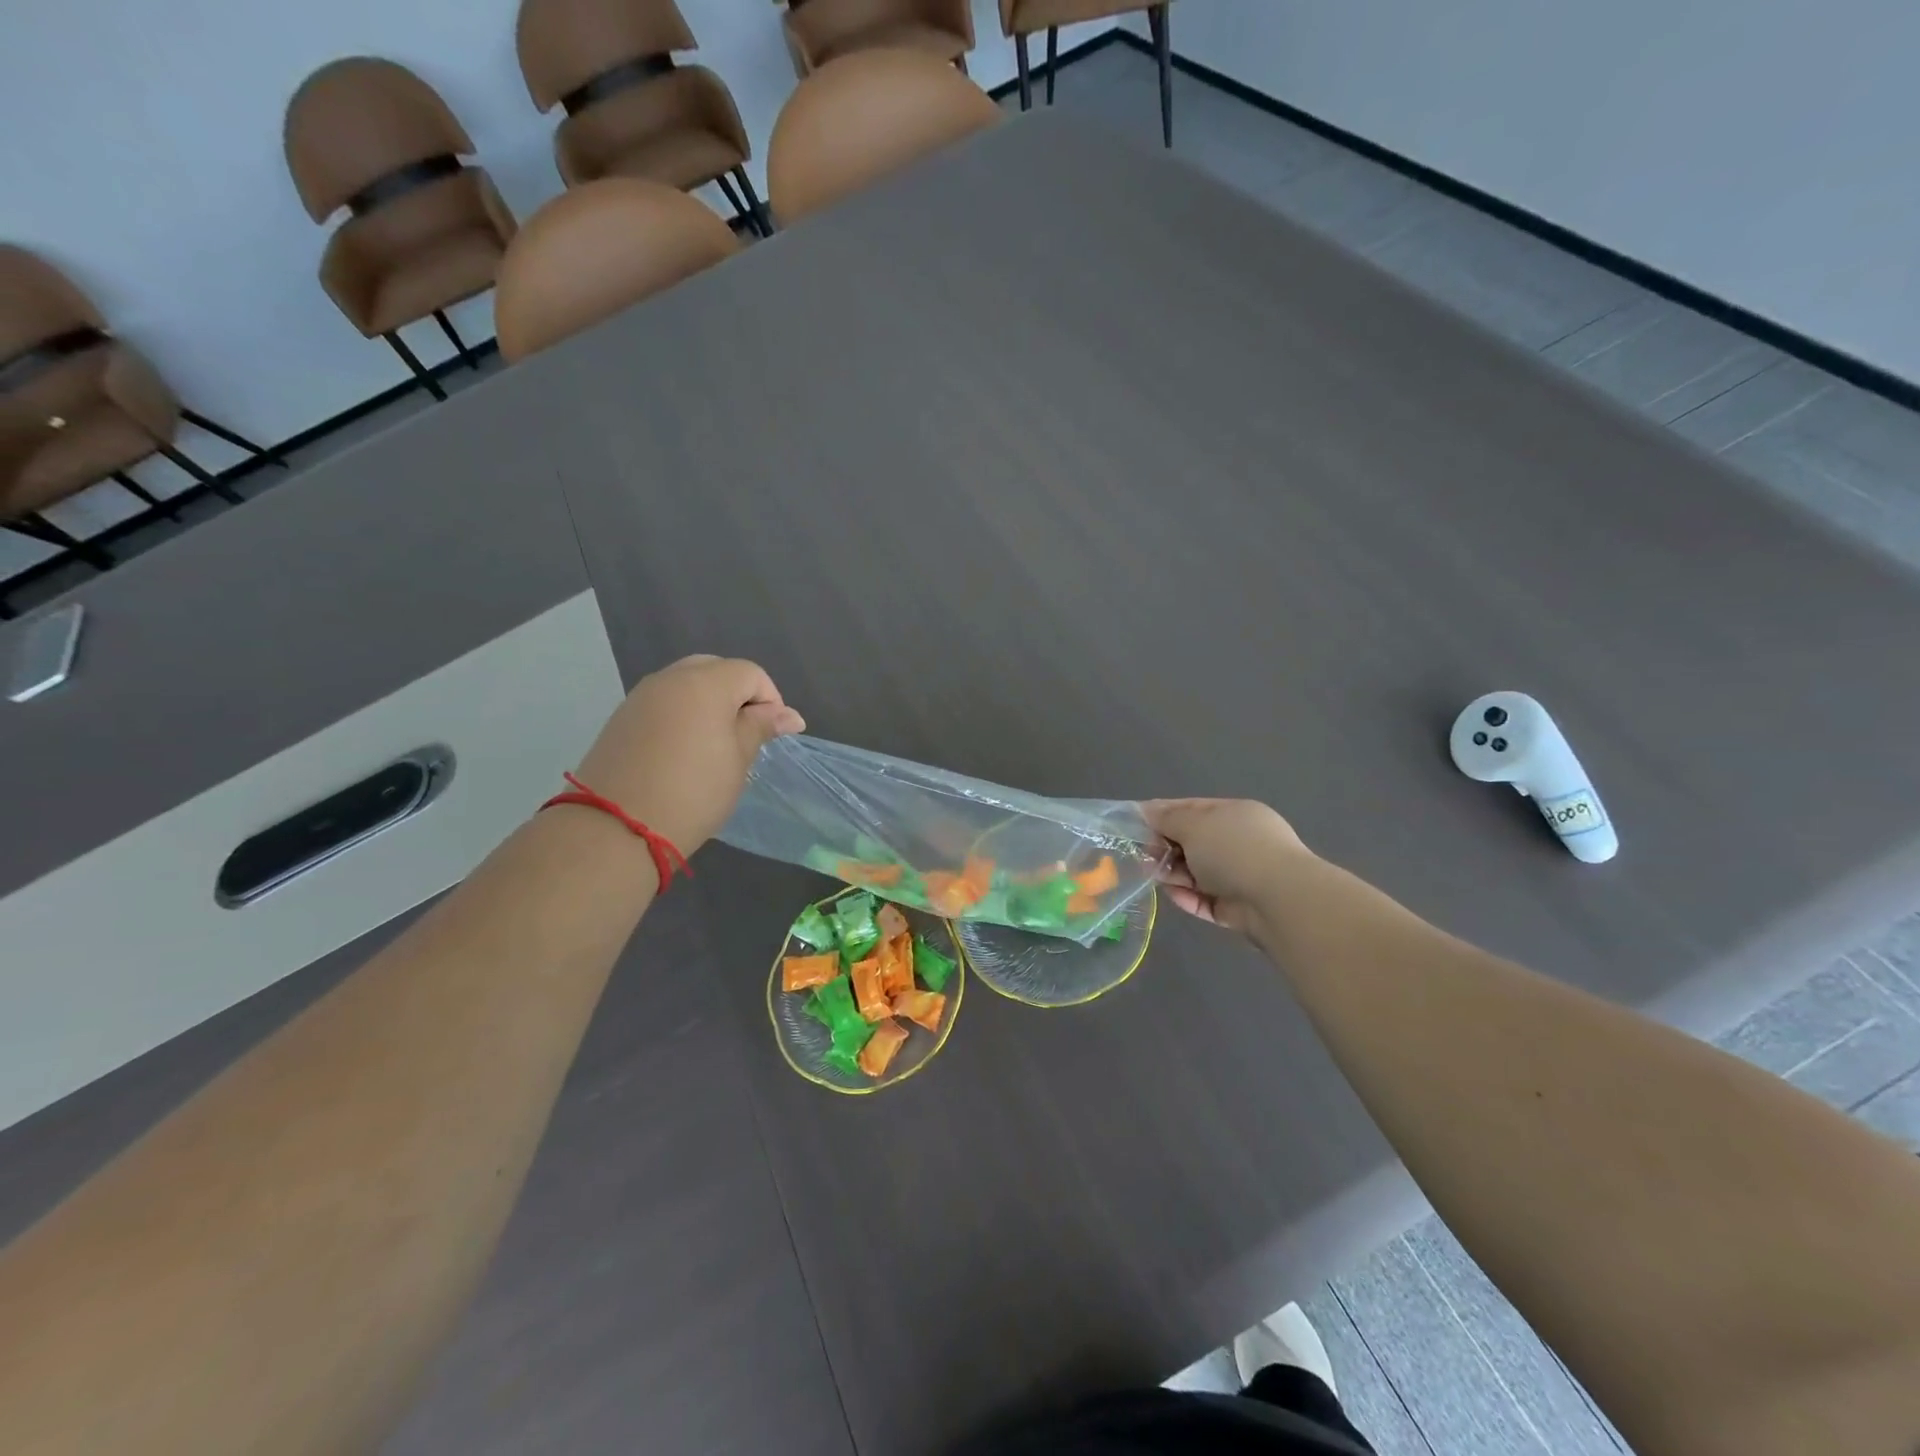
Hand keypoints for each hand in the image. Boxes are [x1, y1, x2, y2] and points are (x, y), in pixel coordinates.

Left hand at [574, 655, 804, 853]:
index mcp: (705, 683)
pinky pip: (663, 703)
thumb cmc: (693, 791)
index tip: (773, 735)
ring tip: (716, 746)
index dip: (770, 700)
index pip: (750, 674)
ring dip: (709, 705)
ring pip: (686, 685)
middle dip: (738, 696)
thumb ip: (761, 727)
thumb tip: (790, 715)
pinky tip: (684, 752)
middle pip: (716, 670)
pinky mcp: (621, 718)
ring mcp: (640, 697)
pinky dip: (682, 716)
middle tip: (747, 735)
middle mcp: (670, 679)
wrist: (617, 828)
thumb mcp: (738, 759)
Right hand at [1142, 798, 1312, 945]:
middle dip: (1166, 847)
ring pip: (1197, 873)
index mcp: (1234, 814)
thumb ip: (1167, 818)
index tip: (1136, 823)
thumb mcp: (1193, 825)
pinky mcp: (1238, 909)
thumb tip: (1146, 810)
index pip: (1193, 809)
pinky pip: (1206, 900)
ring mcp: (1241, 876)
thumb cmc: (1234, 850)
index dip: (1163, 814)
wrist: (1278, 901)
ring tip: (1154, 876)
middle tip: (1145, 855)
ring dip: (1174, 874)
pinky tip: (1172, 895)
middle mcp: (1240, 842)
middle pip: (1193, 842)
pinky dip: (1188, 898)